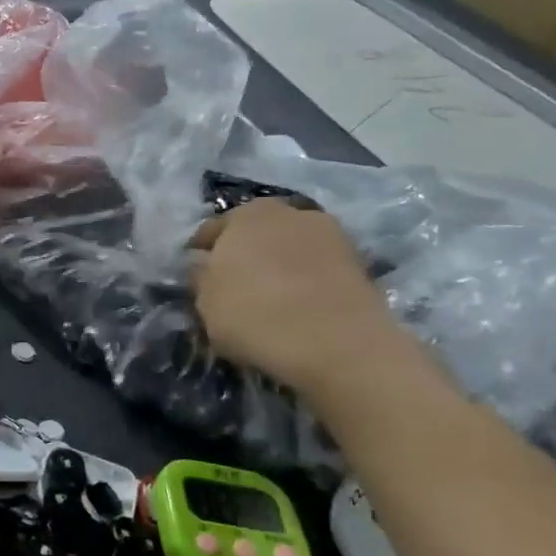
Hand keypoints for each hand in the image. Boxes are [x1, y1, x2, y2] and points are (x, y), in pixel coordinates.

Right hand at [190, 199, 409, 397]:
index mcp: (244, 215)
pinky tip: (298, 303)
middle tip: (234, 282)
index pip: (212, 230)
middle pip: (256, 231)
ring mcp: (329, 233)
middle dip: (245, 251)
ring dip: (279, 262)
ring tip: (271, 294)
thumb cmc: (254, 315)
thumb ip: (201, 278)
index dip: (201, 253)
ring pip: (290, 246)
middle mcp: (287, 212)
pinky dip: (306, 278)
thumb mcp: (205, 303)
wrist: (337, 342)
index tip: (196, 275)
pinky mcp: (358, 260)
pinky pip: (316, 266)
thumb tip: (204, 266)